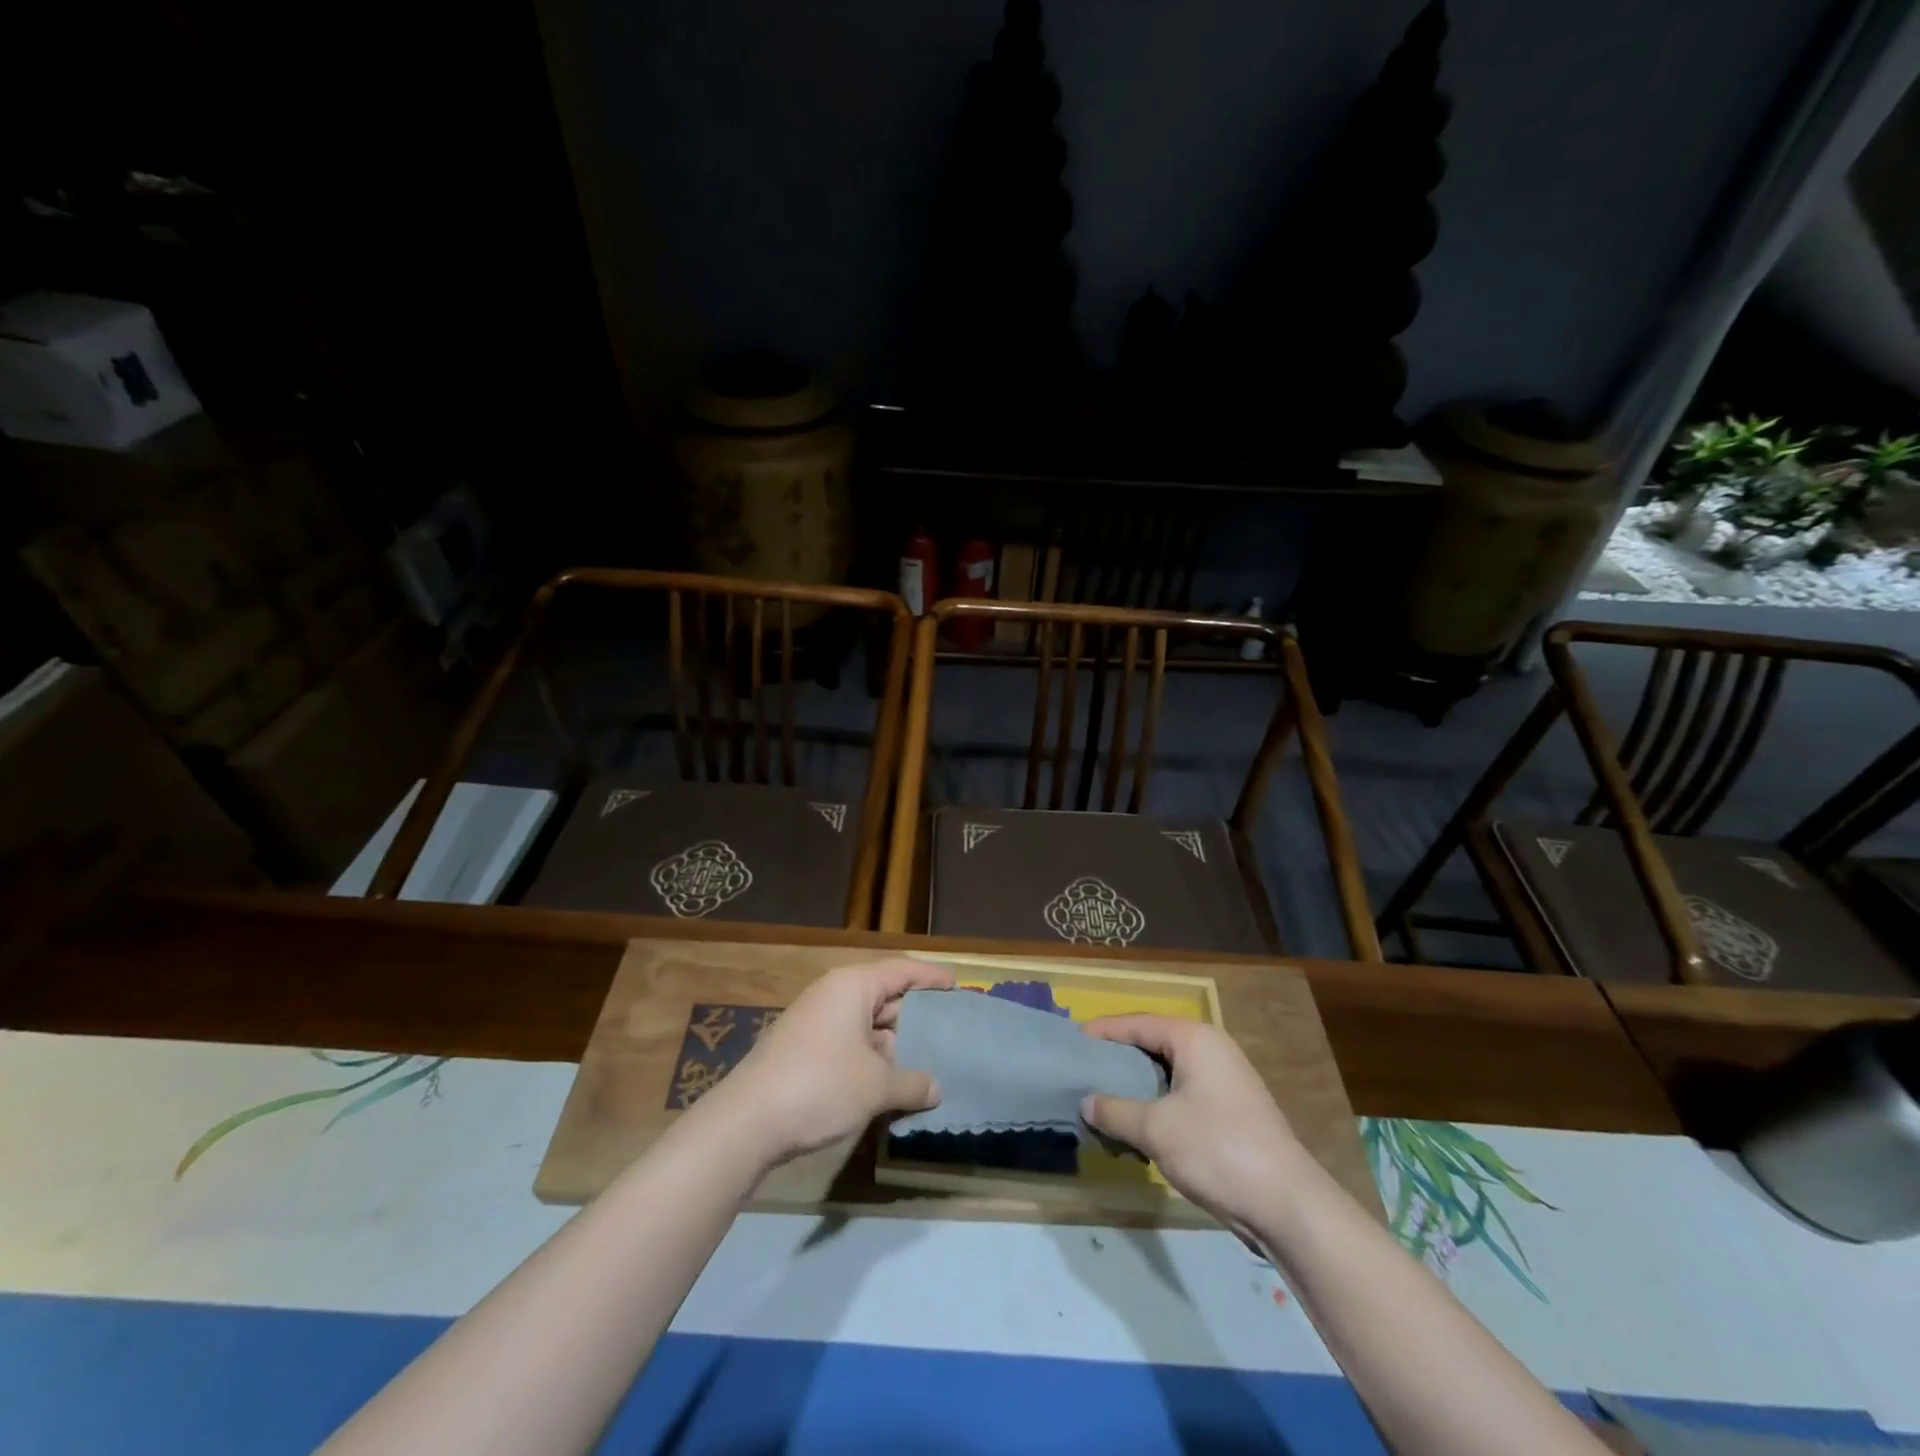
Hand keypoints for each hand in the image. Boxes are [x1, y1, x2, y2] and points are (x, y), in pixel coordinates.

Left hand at [707, 958, 954, 1167]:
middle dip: (916, 1016)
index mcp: (853, 986)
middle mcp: (833, 995)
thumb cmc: (820, 1085)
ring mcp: (815, 1023)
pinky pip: (850, 1044)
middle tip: (950, 1032)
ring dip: (895, 1044)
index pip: (902, 970)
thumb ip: (912, 1083)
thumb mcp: (876, 1085)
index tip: (958, 986)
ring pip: (867, 1025)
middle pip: (885, 996)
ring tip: (928, 1062)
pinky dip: (873, 1058)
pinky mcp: (803, 1051)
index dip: (932, 977)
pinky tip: (891, 1083)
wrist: (747, 1123)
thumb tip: (936, 1089)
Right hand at [1080, 1015, 1308, 1234]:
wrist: (1287, 1204)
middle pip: (1153, 1045)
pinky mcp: (1231, 1111)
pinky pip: (1182, 1096)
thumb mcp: (1155, 1128)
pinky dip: (1156, 1106)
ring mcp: (1225, 1081)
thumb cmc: (1217, 1149)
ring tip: (1103, 1100)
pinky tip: (1136, 1128)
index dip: (1104, 1031)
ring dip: (1136, 1087)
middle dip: (1118, 1060)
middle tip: (1084, 1070)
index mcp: (1195, 1039)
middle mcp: (1212, 1050)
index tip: (1073, 1040)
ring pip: (1167, 1074)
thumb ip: (1115, 1110)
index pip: (1138, 1023)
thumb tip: (1086, 1102)